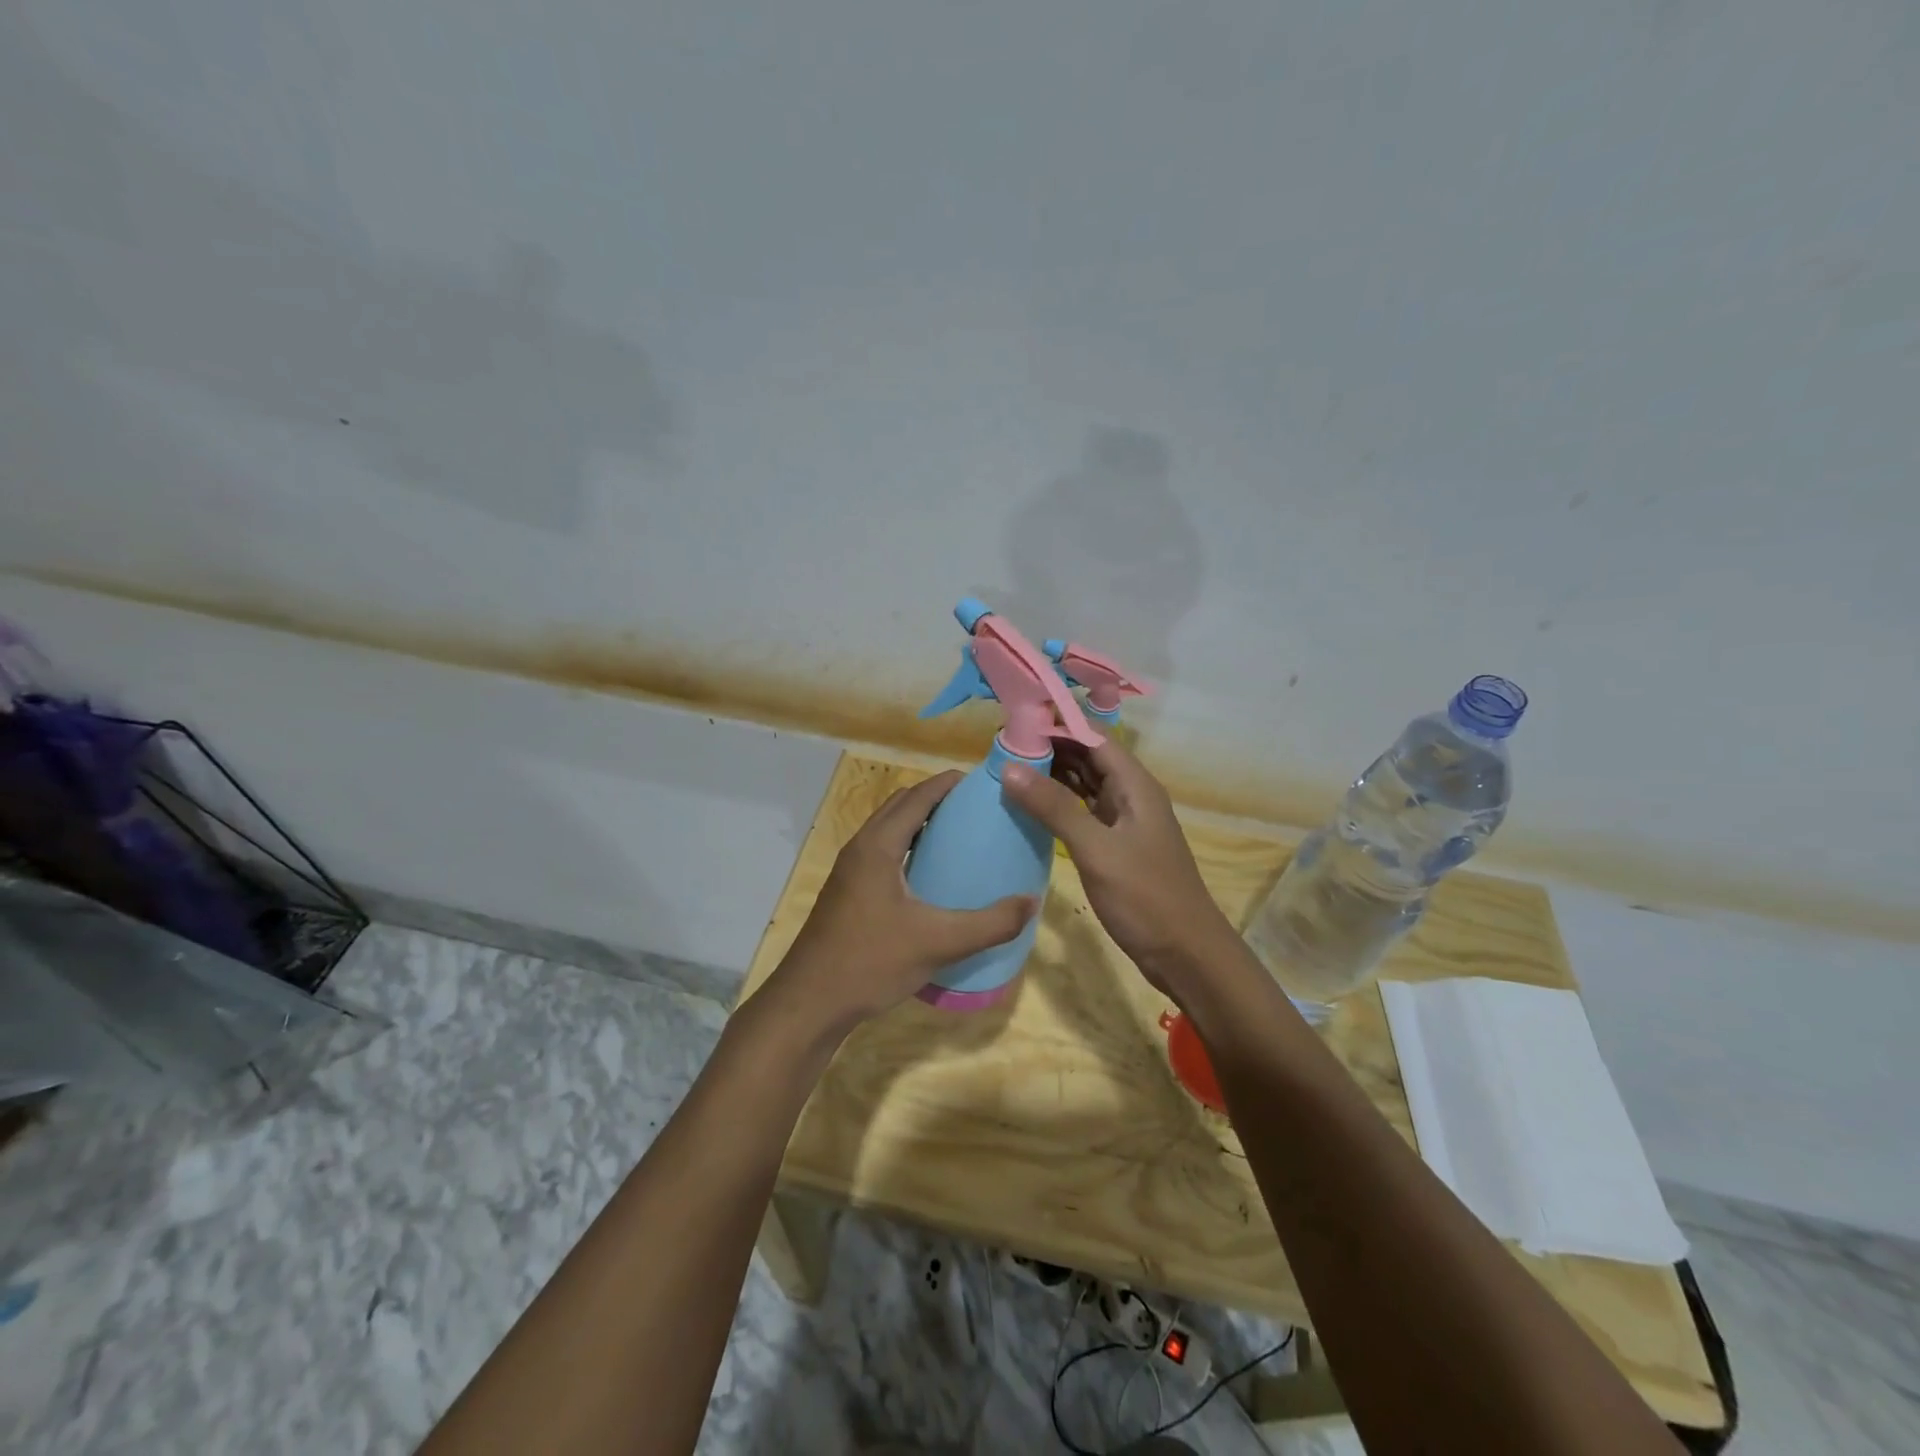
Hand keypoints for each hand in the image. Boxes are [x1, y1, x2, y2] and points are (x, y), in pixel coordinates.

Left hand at [766, 771, 1036, 1032]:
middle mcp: (860, 847)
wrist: (810, 1002)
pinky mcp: (847, 891)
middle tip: (976, 809)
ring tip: (959, 836)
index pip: (917, 796)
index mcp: (878, 845)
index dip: (948, 784)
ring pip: (888, 829)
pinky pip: (882, 851)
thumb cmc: (871, 962)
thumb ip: (990, 923)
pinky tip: (931, 876)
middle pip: (900, 805)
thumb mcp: (939, 943)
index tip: (982, 782)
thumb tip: (1032, 902)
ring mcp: (849, 870)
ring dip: (919, 822)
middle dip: (936, 798)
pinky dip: (908, 846)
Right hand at [1001, 739, 1235, 994]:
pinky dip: (1058, 803)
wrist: (1185, 954)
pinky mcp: (1114, 844)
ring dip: (1052, 774)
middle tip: (1001, 745)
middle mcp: (1130, 794)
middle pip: (1087, 756)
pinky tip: (1030, 805)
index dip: (1057, 723)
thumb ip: (1054, 807)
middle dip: (1049, 746)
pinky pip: (1082, 811)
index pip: (1093, 736)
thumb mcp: (1096, 849)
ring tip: (1008, 767)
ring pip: (1084, 783)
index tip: (1014, 721)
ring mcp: (1123, 820)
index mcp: (1135, 785)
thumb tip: (1010, 767)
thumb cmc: (1145, 897)